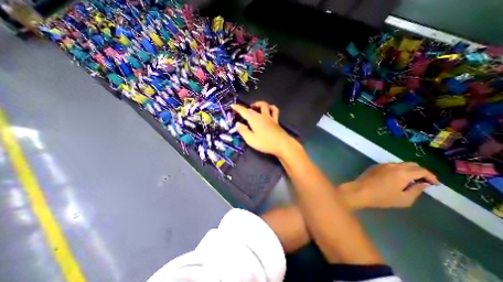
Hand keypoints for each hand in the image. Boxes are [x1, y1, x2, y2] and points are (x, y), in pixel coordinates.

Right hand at [230, 102, 296, 157]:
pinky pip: (274, 111)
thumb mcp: (250, 139)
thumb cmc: (265, 143)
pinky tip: (269, 111)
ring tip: (256, 108)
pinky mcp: (276, 121)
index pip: (244, 111)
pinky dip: (271, 108)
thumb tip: (237, 124)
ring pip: (266, 105)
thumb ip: (243, 131)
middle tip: (245, 110)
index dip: (238, 108)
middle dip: (249, 106)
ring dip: (260, 104)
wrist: (282, 144)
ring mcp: (271, 117)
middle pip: (255, 106)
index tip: (232, 105)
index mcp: (254, 119)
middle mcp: (262, 115)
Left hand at [339, 162, 438, 207]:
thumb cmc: (382, 197)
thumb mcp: (405, 198)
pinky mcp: (374, 166)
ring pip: (399, 164)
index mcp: (402, 172)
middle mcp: (393, 165)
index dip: (431, 176)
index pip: (422, 170)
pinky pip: (389, 165)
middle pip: (411, 164)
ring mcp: (382, 165)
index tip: (434, 184)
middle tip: (423, 181)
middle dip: (420, 172)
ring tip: (409, 180)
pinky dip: (397, 170)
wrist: (359, 191)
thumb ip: (417, 190)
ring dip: (408, 170)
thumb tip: (424, 183)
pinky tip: (395, 178)